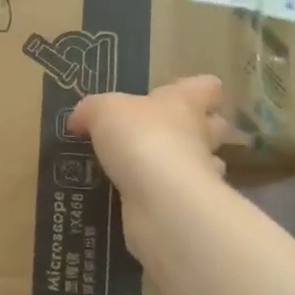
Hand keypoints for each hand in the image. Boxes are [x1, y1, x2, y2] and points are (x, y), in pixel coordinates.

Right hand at [68, 77, 231, 241]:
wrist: (160, 197)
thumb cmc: (140, 137)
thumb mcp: (103, 110)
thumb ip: (91, 111)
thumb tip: (79, 120)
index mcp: (185, 103)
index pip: (207, 87)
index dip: (195, 90)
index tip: (173, 97)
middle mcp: (199, 136)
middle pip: (215, 126)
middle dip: (194, 131)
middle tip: (160, 136)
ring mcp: (199, 174)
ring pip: (201, 164)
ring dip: (180, 167)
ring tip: (145, 172)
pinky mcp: (187, 207)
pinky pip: (176, 198)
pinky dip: (160, 198)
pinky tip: (133, 200)